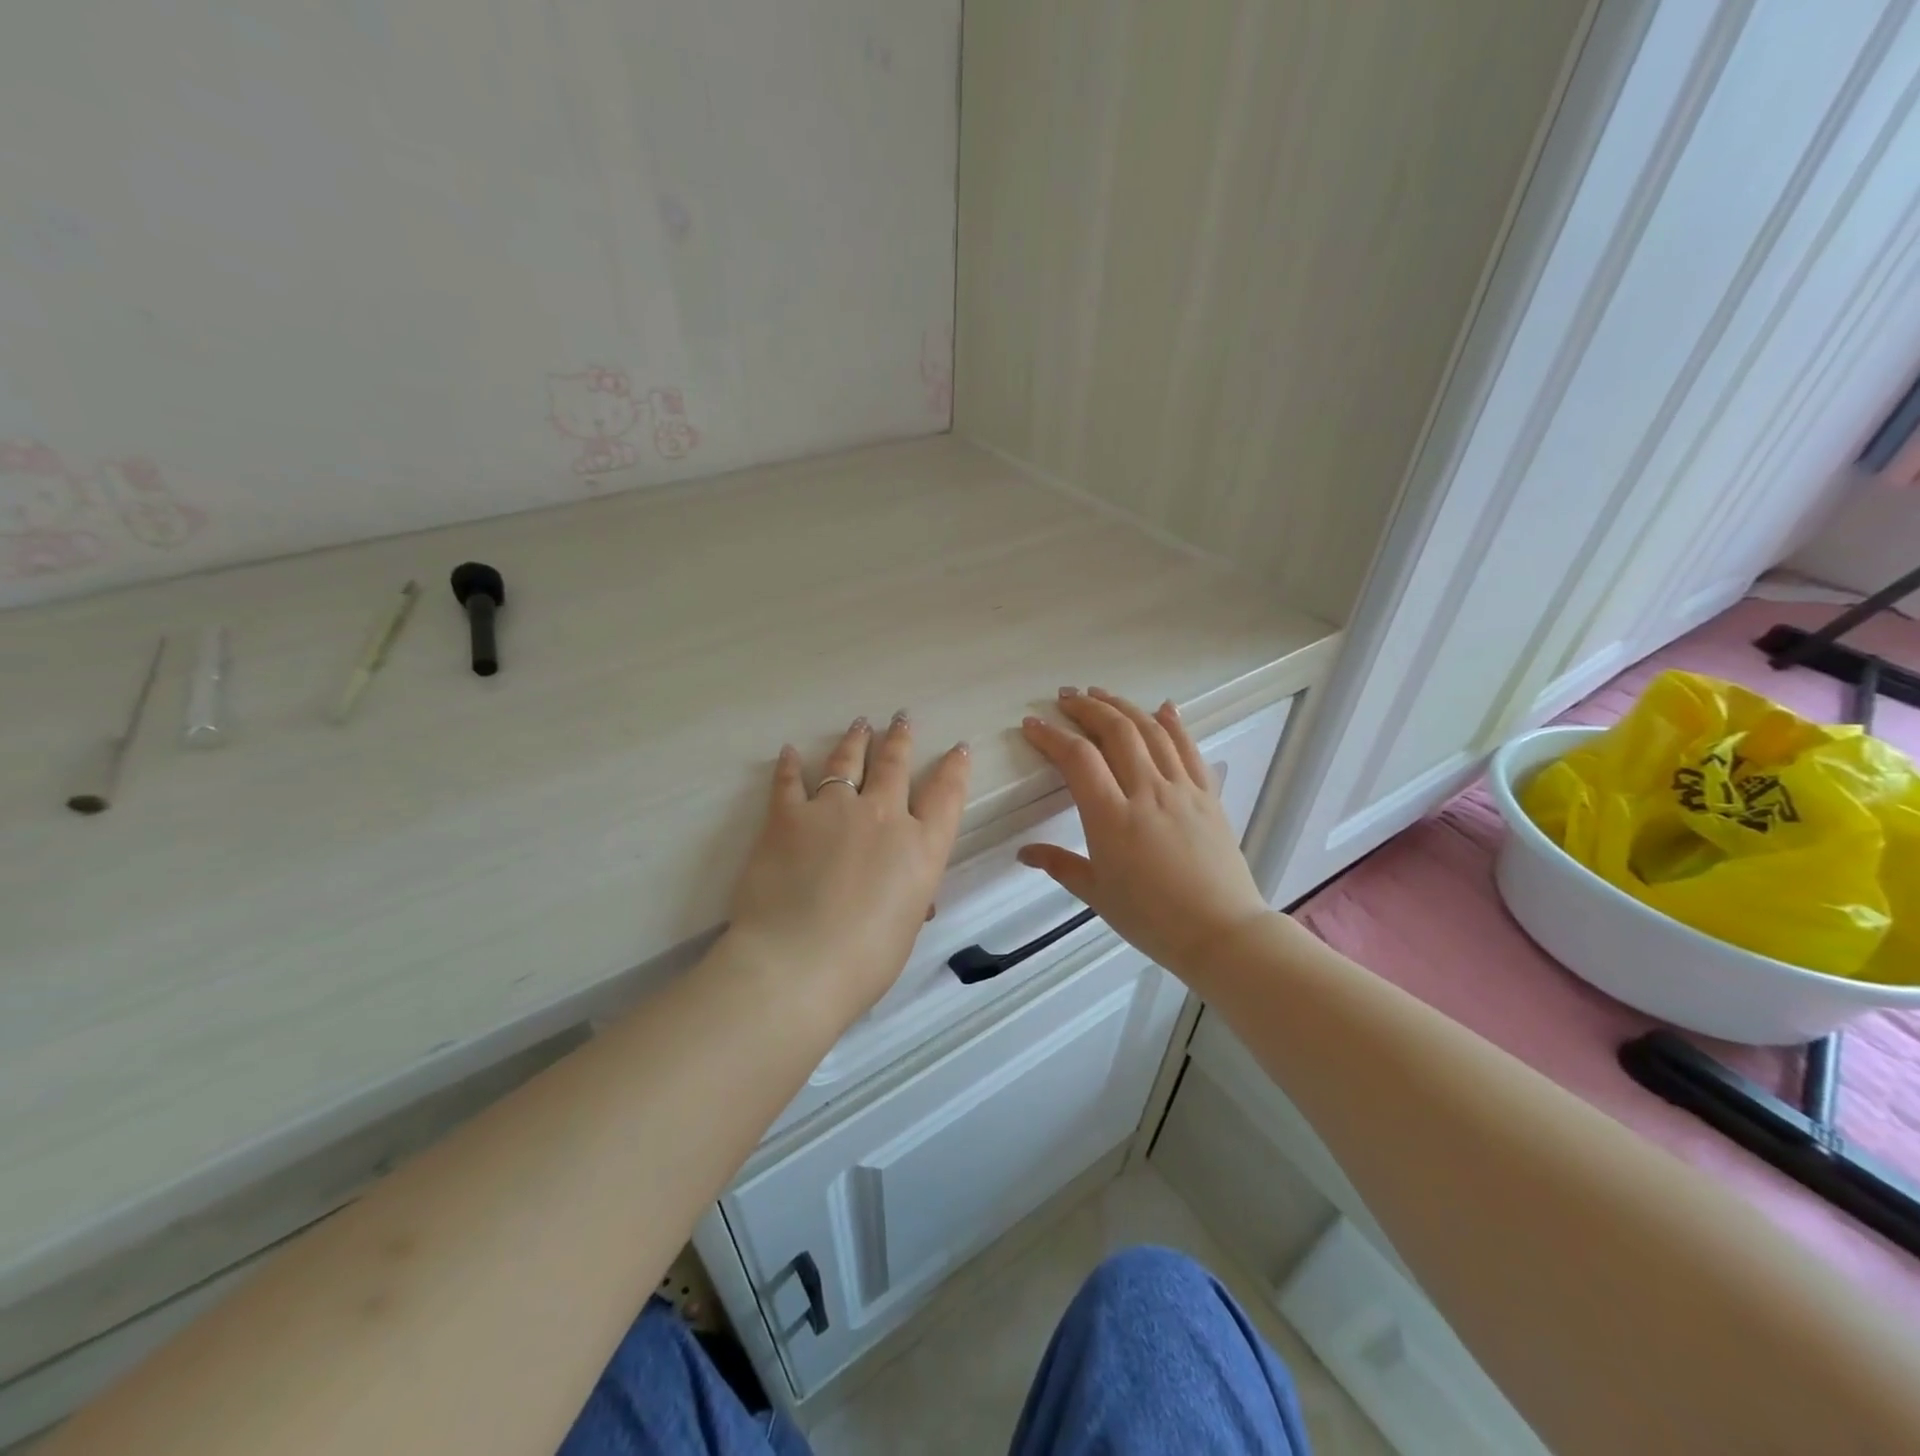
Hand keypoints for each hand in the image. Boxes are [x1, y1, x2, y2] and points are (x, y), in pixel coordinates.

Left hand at [725, 713, 971, 1019]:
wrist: (798, 963)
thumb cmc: (865, 961)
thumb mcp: (906, 928)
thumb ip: (911, 897)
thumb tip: (910, 893)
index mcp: (920, 847)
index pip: (946, 795)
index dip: (955, 768)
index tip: (958, 748)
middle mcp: (882, 816)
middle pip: (895, 765)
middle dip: (900, 739)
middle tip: (902, 718)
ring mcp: (833, 809)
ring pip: (848, 762)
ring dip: (856, 740)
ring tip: (860, 724)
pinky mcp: (788, 816)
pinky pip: (789, 781)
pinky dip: (790, 765)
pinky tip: (791, 751)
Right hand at [1017, 688, 1272, 981]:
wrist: (1221, 933)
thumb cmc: (1152, 919)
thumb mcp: (1097, 894)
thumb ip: (1059, 865)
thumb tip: (1024, 853)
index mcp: (1112, 818)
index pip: (1078, 759)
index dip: (1051, 735)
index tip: (1032, 724)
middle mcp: (1147, 792)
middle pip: (1116, 731)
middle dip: (1087, 707)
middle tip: (1066, 697)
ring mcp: (1182, 790)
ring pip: (1152, 731)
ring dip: (1123, 706)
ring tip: (1101, 694)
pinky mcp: (1208, 795)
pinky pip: (1189, 749)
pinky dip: (1174, 723)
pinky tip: (1163, 707)